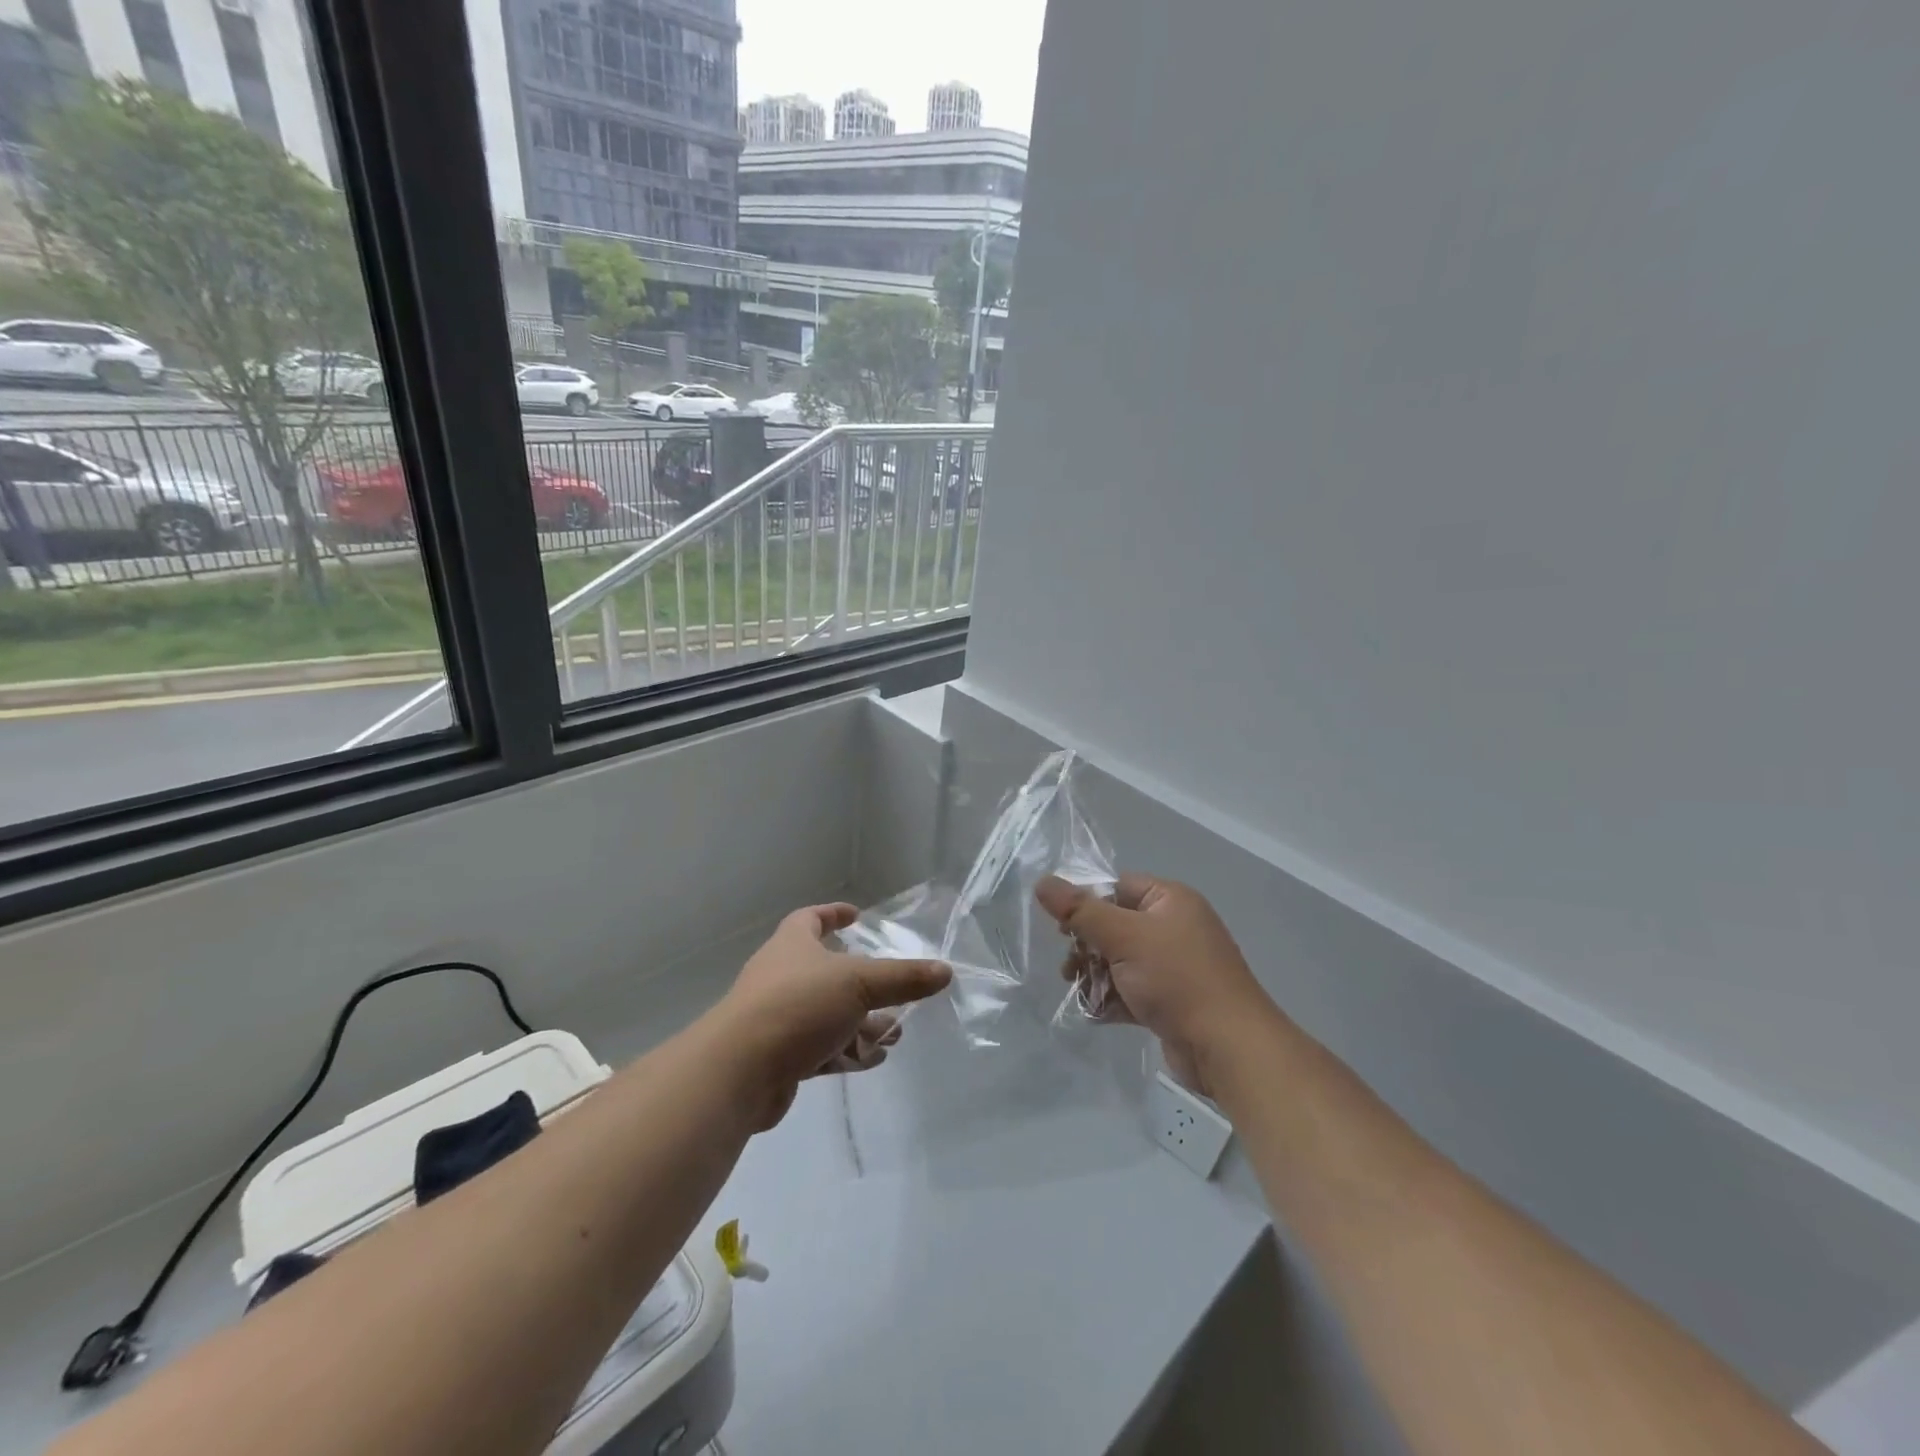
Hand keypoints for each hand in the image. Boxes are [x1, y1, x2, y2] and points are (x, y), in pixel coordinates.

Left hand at [718, 903, 951, 1129]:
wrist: (739, 1071)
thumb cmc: (798, 1006)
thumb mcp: (859, 984)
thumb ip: (903, 978)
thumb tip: (945, 970)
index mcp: (792, 945)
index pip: (810, 918)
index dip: (833, 913)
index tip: (856, 915)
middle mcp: (782, 977)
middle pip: (827, 972)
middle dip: (864, 983)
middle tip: (895, 990)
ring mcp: (779, 1018)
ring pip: (828, 1014)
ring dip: (862, 1023)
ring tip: (895, 1032)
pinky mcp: (780, 1058)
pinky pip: (821, 1049)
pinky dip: (847, 1051)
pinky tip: (873, 1059)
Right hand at [1035, 874, 1274, 1095]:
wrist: (1227, 1047)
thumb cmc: (1177, 979)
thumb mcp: (1123, 937)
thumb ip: (1080, 910)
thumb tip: (1042, 882)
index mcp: (1170, 900)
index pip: (1117, 887)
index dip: (1087, 903)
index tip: (1062, 928)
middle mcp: (1174, 927)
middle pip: (1115, 925)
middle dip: (1087, 946)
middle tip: (1069, 965)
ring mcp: (1174, 966)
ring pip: (1119, 961)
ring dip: (1095, 975)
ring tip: (1079, 990)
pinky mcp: (1171, 1001)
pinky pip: (1131, 990)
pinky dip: (1112, 999)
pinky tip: (1095, 1012)